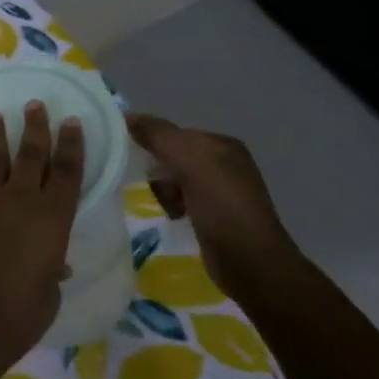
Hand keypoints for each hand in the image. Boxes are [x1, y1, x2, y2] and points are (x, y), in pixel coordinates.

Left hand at [0, 102, 84, 376]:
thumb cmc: (16, 316)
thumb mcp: (47, 294)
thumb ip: (51, 270)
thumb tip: (52, 263)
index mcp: (53, 218)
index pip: (68, 171)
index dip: (72, 144)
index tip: (72, 122)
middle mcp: (20, 198)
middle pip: (31, 153)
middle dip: (36, 127)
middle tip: (35, 104)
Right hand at [126, 114, 302, 303]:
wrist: (251, 262)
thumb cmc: (222, 208)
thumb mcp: (190, 163)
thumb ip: (159, 136)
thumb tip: (128, 116)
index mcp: (223, 145)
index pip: (174, 134)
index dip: (154, 146)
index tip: (141, 164)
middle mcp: (225, 163)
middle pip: (172, 157)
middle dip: (160, 173)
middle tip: (162, 191)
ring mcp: (221, 191)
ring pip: (174, 180)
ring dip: (165, 192)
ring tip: (171, 209)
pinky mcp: (215, 215)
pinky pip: (182, 200)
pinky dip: (174, 206)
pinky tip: (176, 218)